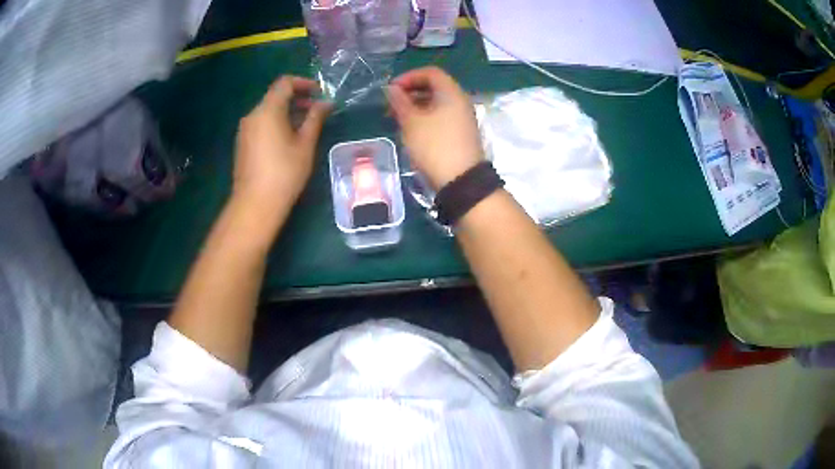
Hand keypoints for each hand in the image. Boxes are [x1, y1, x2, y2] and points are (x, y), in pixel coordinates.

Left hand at [233, 76, 329, 215]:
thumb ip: (315, 118)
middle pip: (275, 96)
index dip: (304, 83)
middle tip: (316, 110)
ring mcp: (245, 130)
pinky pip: (261, 123)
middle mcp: (252, 115)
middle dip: (297, 98)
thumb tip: (326, 103)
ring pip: (268, 110)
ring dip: (287, 111)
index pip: (285, 83)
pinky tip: (288, 138)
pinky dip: (276, 122)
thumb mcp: (305, 144)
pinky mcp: (242, 143)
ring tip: (305, 126)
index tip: (319, 93)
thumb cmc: (284, 173)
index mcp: (267, 110)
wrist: (255, 204)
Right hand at [387, 67, 483, 189]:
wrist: (461, 180)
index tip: (392, 90)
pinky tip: (412, 131)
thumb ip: (400, 102)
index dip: (409, 77)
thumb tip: (391, 89)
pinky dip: (426, 118)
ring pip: (437, 103)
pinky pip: (441, 117)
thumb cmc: (434, 146)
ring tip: (398, 119)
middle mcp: (460, 101)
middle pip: (434, 87)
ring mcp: (463, 118)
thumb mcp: (411, 122)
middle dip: (410, 92)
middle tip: (392, 106)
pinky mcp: (461, 133)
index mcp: (451, 92)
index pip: (430, 73)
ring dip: (416, 106)